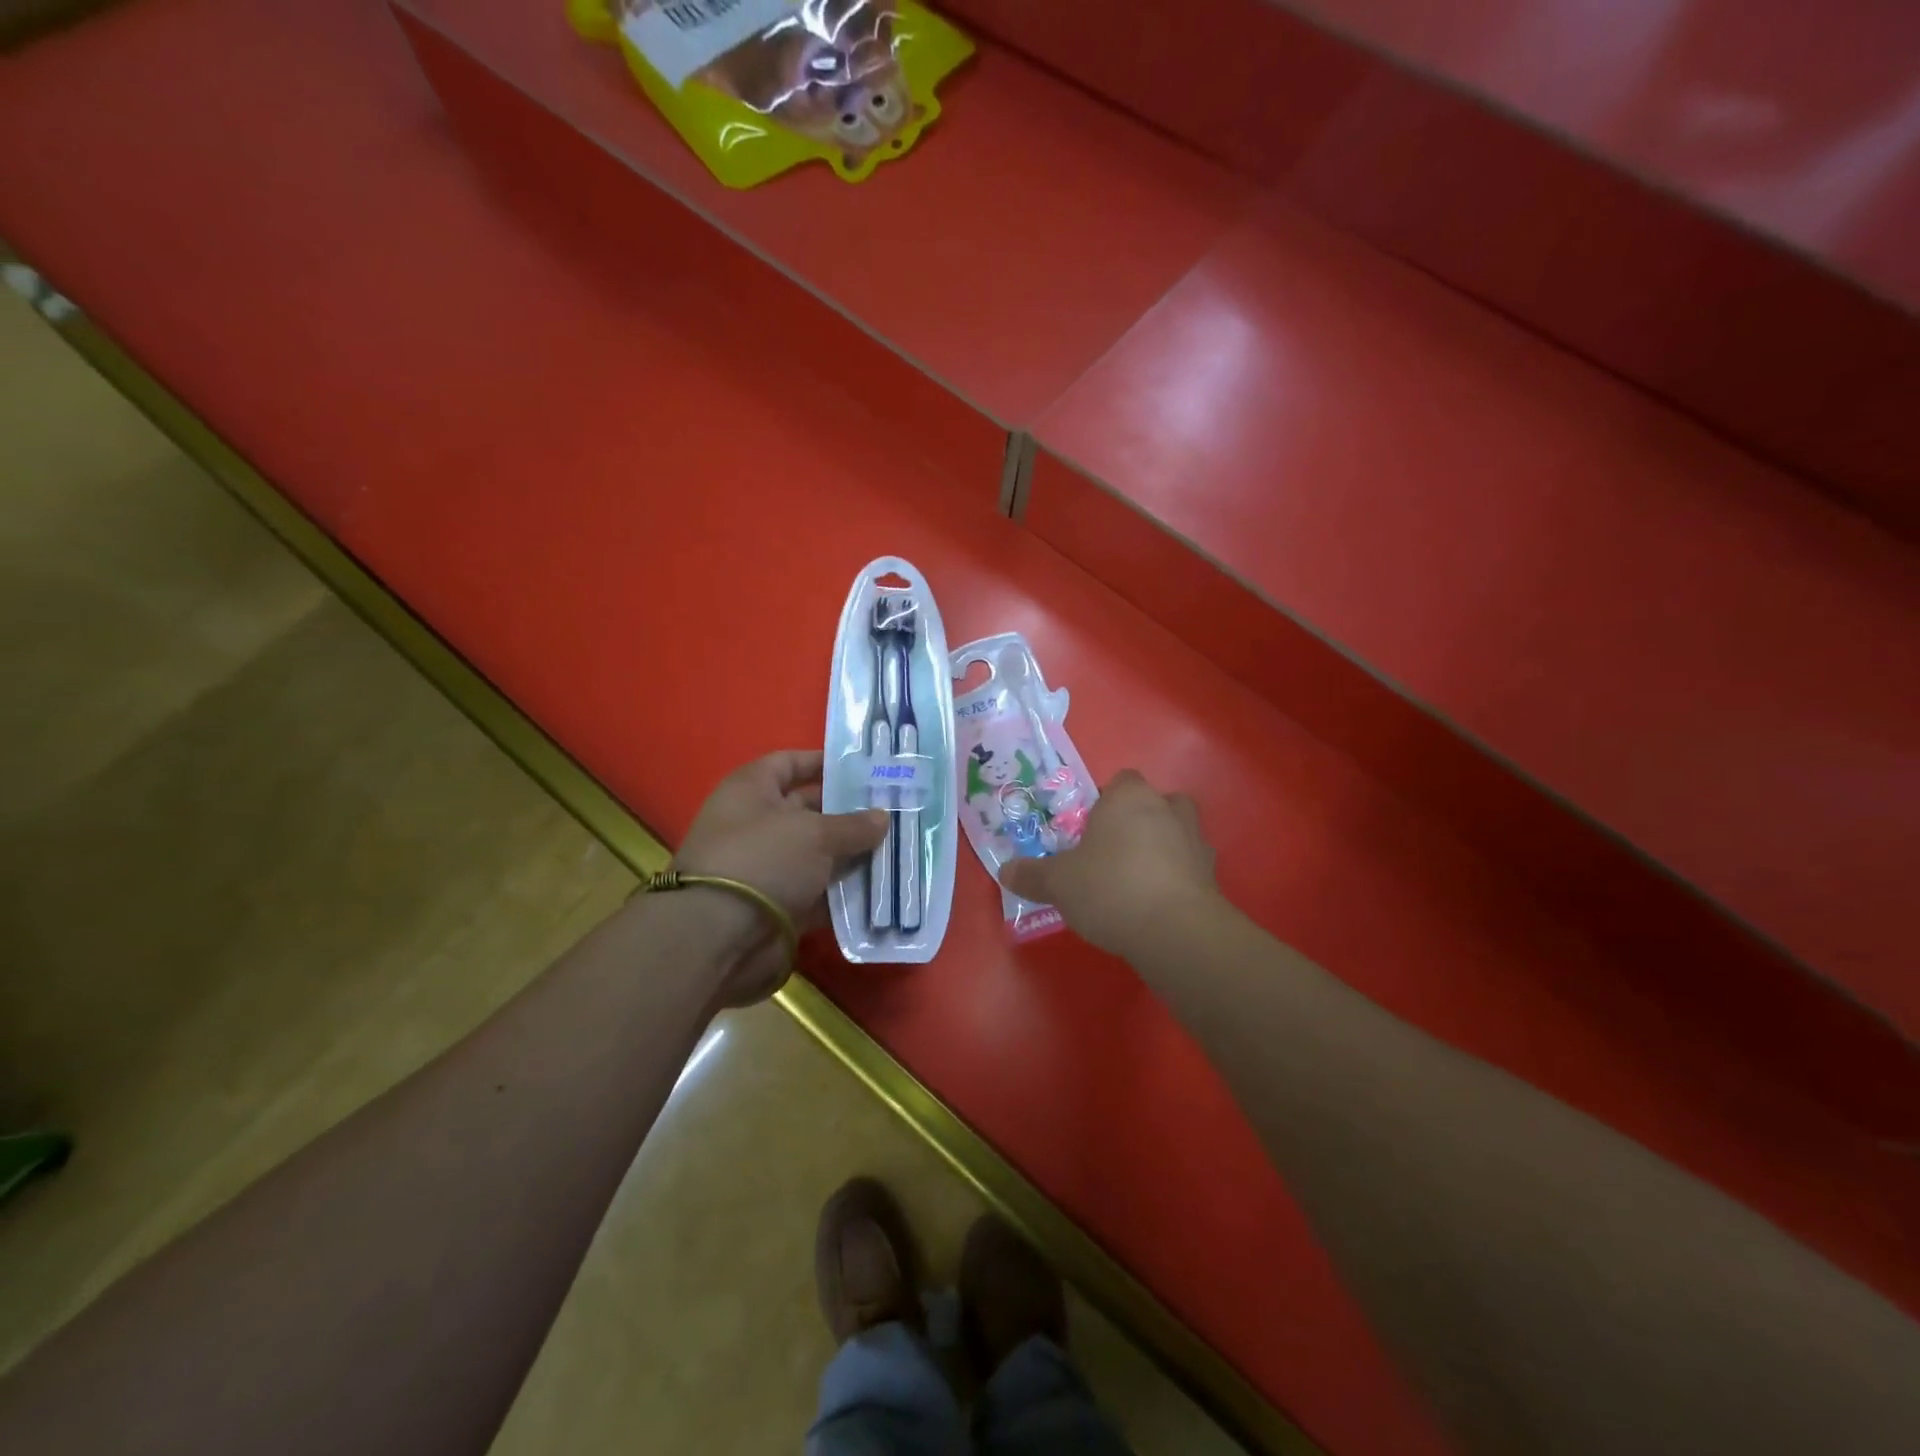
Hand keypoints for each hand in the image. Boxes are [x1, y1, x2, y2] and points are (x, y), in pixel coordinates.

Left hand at [674, 750, 887, 1003]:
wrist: (719, 936)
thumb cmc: (763, 860)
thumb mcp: (815, 834)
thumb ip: (853, 825)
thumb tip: (883, 817)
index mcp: (751, 790)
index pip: (789, 763)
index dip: (823, 762)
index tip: (863, 767)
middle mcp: (756, 824)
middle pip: (809, 809)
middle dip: (849, 811)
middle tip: (894, 810)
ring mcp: (767, 867)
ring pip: (818, 854)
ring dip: (852, 853)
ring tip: (897, 846)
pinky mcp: (778, 903)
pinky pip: (818, 891)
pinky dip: (844, 891)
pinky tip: (881, 886)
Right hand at [998, 769, 1221, 956]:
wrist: (1175, 930)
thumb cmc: (1109, 887)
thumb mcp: (1058, 882)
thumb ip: (1032, 874)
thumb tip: (1005, 872)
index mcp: (1128, 797)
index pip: (1120, 782)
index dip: (1104, 803)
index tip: (1088, 832)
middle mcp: (1167, 808)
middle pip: (1153, 804)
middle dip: (1137, 823)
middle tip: (1112, 853)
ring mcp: (1196, 841)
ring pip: (1177, 833)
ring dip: (1162, 848)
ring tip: (1136, 879)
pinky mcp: (1213, 876)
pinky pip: (1190, 868)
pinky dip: (1177, 879)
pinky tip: (1156, 904)